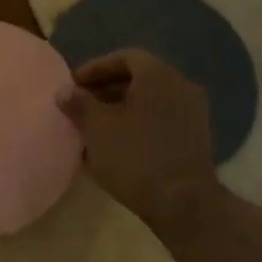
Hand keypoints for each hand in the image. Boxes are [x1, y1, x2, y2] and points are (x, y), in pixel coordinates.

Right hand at [59, 49, 214, 233]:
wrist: (183, 203)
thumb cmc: (135, 157)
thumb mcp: (96, 128)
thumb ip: (79, 103)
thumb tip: (65, 91)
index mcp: (158, 75)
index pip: (125, 57)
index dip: (95, 69)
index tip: (74, 86)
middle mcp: (180, 86)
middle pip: (139, 78)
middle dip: (106, 90)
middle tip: (81, 106)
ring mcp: (193, 113)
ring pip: (150, 101)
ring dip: (121, 108)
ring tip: (95, 128)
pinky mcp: (196, 138)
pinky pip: (161, 119)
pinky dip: (138, 124)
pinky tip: (118, 145)